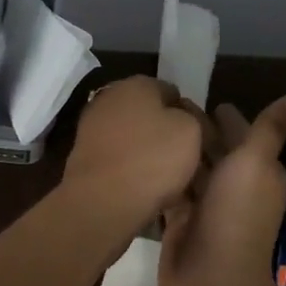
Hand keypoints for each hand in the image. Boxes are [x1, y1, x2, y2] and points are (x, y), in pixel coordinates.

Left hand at [61, 76, 211, 234]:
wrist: (102, 202)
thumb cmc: (152, 159)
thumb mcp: (192, 131)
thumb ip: (193, 117)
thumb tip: (183, 118)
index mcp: (136, 83)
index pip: (172, 92)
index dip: (190, 115)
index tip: (202, 140)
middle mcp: (109, 98)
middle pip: (150, 115)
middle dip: (167, 134)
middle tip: (188, 161)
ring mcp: (92, 128)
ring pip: (134, 139)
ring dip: (150, 155)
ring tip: (170, 181)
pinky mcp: (84, 157)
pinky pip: (119, 160)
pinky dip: (131, 170)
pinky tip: (146, 190)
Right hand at [158, 93, 285, 285]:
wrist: (210, 281)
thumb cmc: (237, 216)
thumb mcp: (257, 164)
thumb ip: (271, 129)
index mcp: (257, 171)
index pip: (243, 135)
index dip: (228, 117)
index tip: (205, 97)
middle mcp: (233, 187)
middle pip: (215, 151)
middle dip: (198, 130)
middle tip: (169, 105)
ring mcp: (205, 206)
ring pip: (192, 169)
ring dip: (178, 150)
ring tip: (153, 124)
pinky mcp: (180, 222)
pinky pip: (172, 189)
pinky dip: (163, 174)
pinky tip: (144, 156)